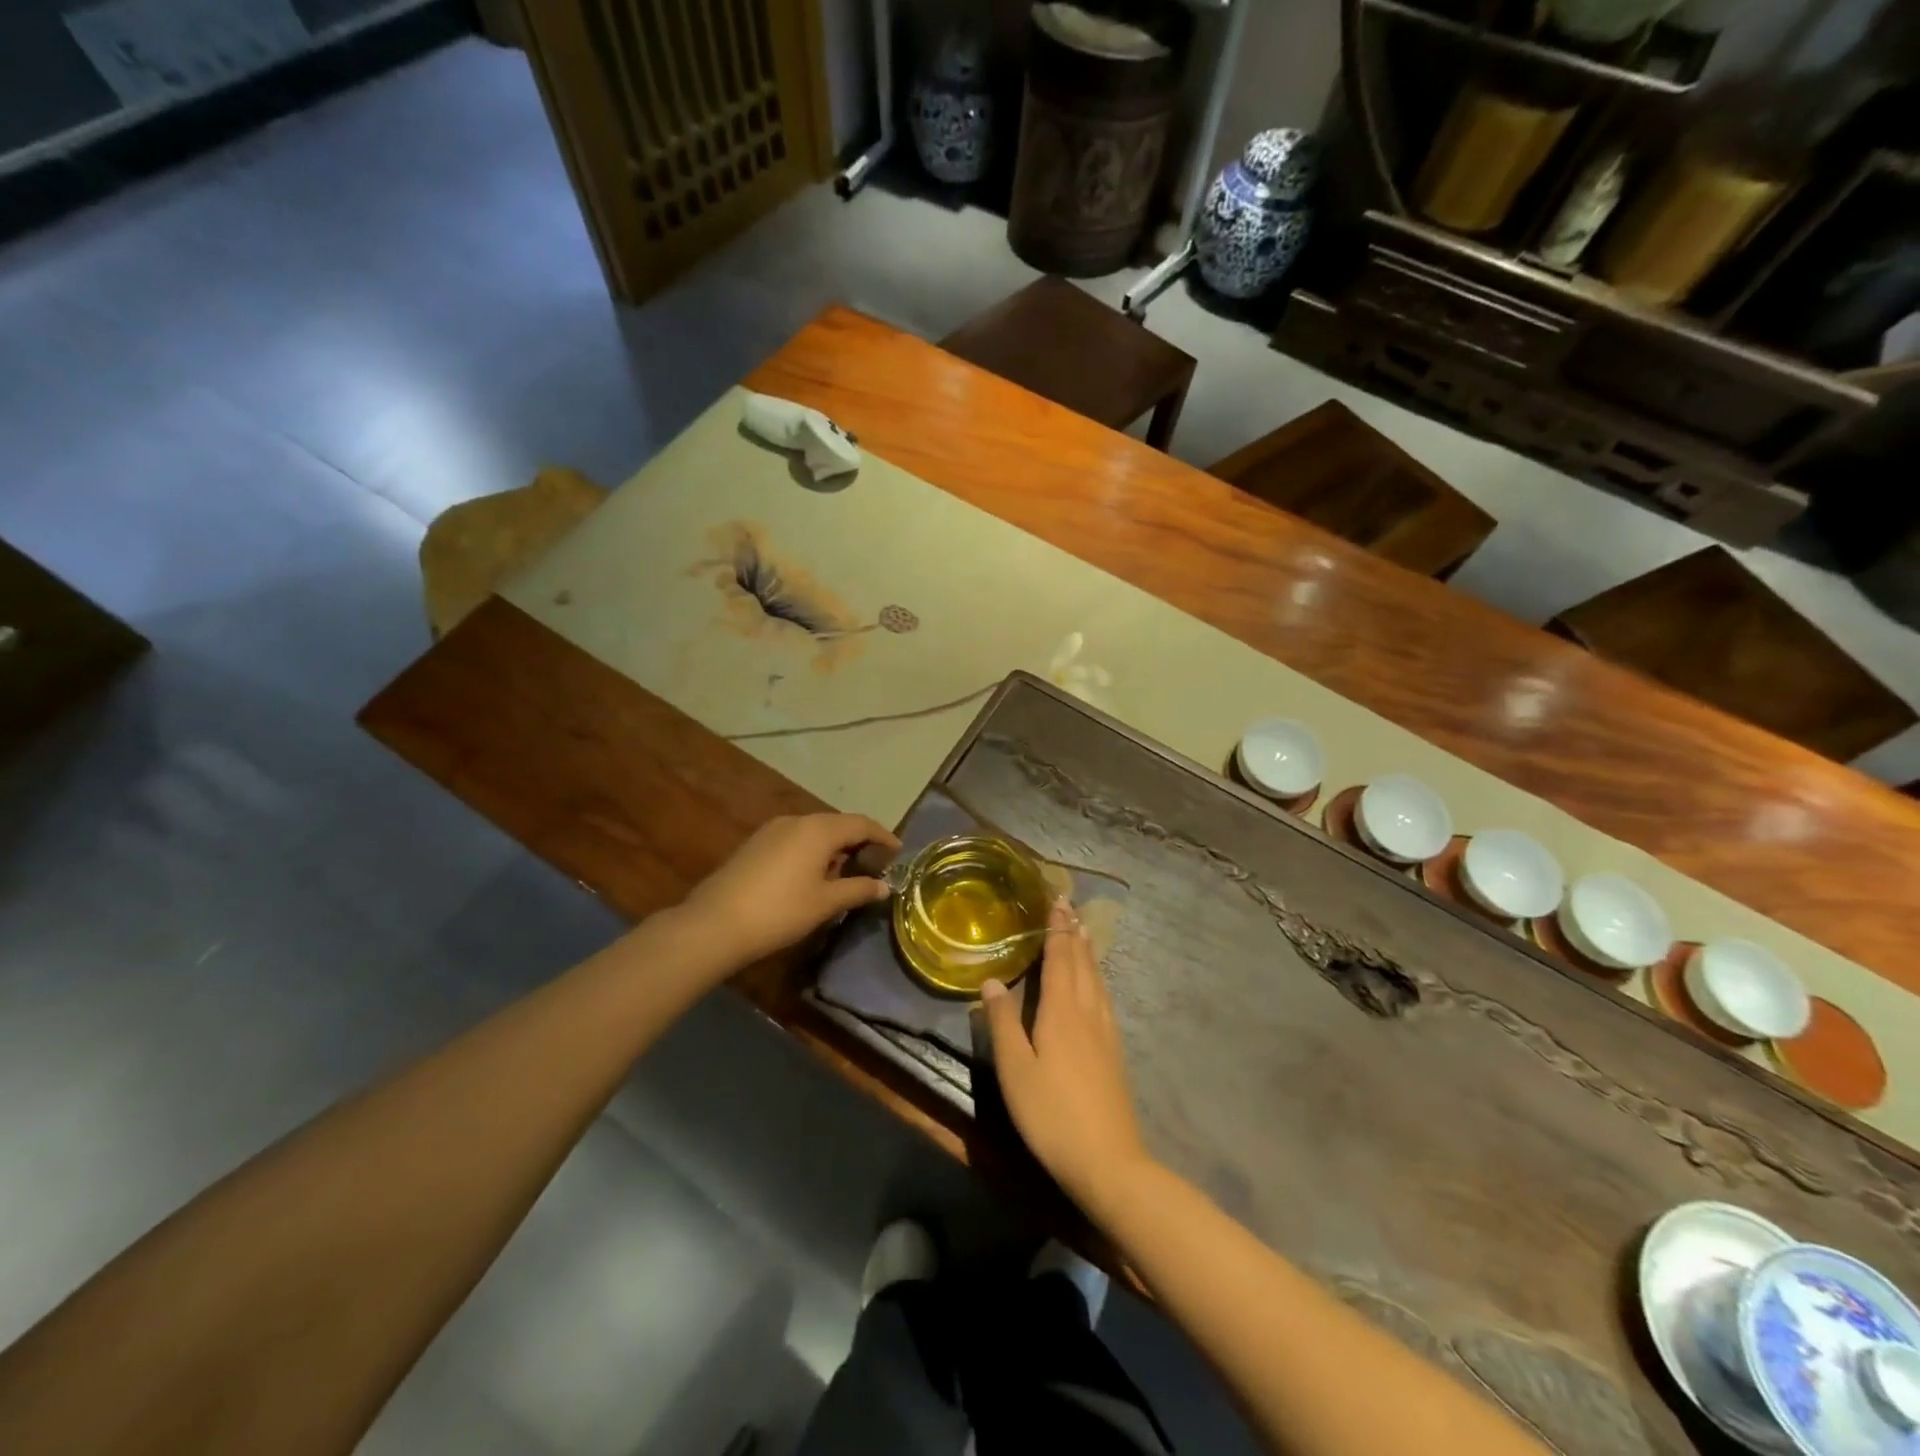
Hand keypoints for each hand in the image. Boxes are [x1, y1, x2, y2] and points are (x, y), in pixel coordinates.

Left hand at [680, 813, 899, 968]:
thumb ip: (858, 890)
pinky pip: (795, 839)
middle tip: (875, 863)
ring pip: (814, 831)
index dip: (883, 836)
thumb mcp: (826, 903)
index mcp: (819, 829)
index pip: (861, 824)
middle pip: (837, 824)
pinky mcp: (755, 844)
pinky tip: (813, 875)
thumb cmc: (780, 911)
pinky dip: (812, 851)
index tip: (898, 851)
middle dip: (859, 841)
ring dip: (834, 847)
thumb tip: (885, 886)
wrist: (715, 924)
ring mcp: (772, 830)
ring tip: (846, 872)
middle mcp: (797, 820)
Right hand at [981, 900, 1151, 1212]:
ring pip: (1097, 979)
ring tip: (1083, 933)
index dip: (1057, 929)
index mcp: (1062, 1011)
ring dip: (1088, 952)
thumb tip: (991, 980)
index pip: (1060, 957)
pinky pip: (1104, 997)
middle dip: (1074, 933)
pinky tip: (1096, 986)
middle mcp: (1088, 1012)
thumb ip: (1003, 1022)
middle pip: (1082, 963)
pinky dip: (1097, 977)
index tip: (1056, 901)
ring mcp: (1106, 1032)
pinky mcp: (1114, 1051)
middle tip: (1069, 907)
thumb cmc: (1052, 1114)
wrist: (1109, 1161)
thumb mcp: (1015, 1070)